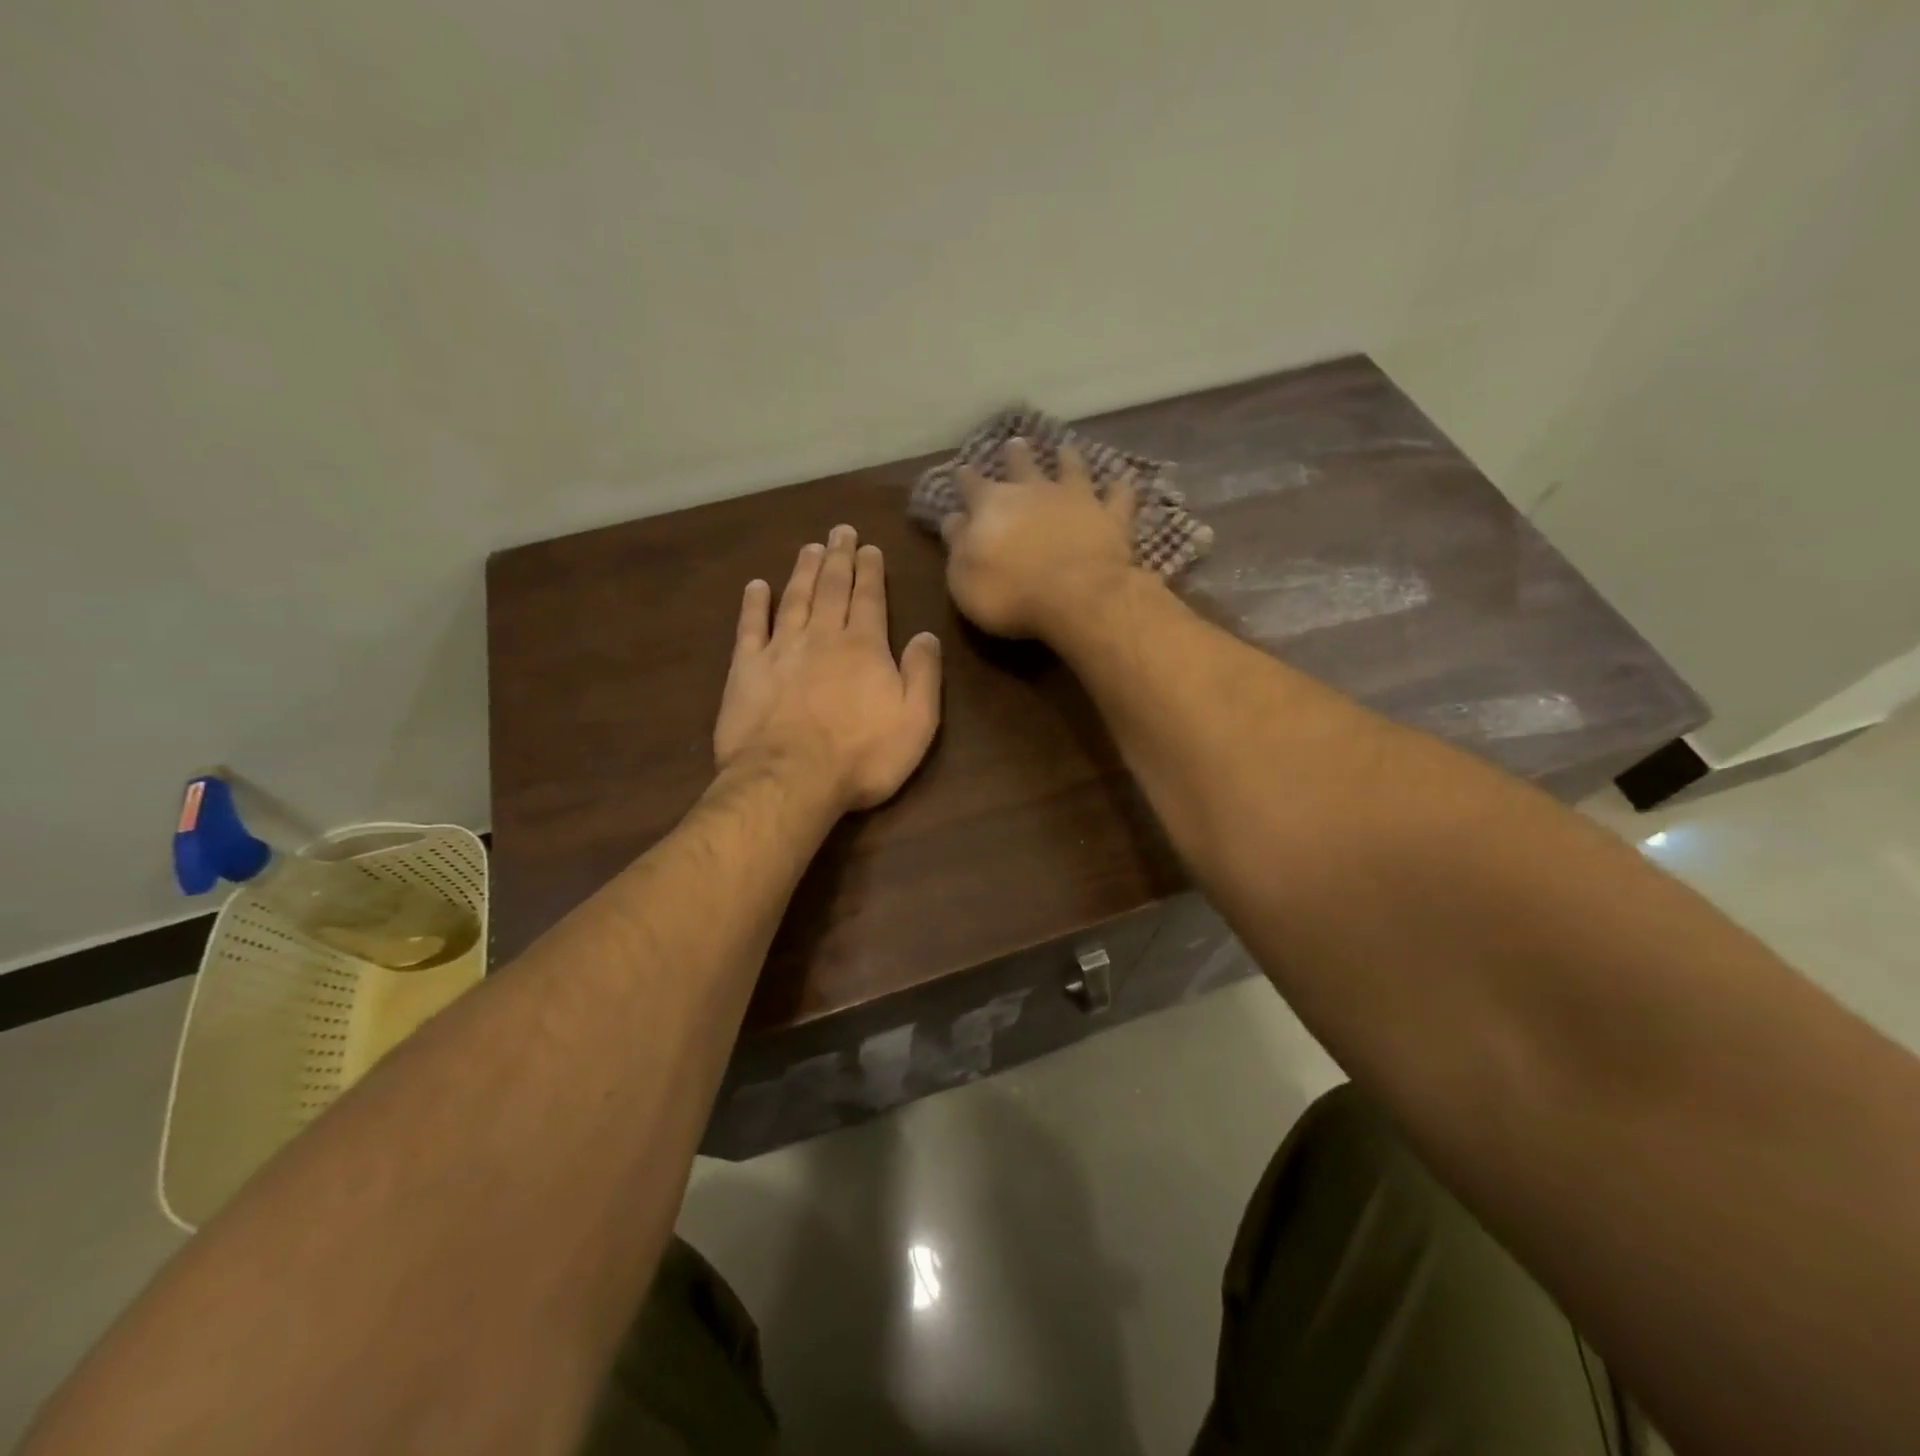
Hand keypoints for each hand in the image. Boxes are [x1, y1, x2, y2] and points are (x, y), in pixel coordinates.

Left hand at [714, 525, 942, 812]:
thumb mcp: (916, 721)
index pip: (869, 598)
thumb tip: (926, 635)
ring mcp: (781, 650)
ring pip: (794, 599)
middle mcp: (822, 637)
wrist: (790, 779)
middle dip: (838, 558)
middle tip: (840, 531)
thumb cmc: (861, 756)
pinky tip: (757, 586)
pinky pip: (750, 627)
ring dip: (803, 571)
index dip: (870, 571)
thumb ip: (923, 674)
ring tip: (810, 547)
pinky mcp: (747, 669)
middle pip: (831, 588)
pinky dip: (754, 604)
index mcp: (864, 647)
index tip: (869, 547)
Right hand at [939, 438, 1141, 639]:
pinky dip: (1119, 490)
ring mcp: (1076, 500)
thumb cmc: (1009, 594)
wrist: (1076, 596)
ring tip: (1066, 449)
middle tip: (1016, 443)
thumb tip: (953, 519)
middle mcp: (1033, 491)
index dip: (965, 479)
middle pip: (1022, 465)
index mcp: (992, 505)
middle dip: (1016, 455)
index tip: (961, 471)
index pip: (972, 485)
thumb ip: (958, 545)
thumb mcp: (964, 578)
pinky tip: (1120, 484)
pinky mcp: (1111, 517)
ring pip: (1071, 469)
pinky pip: (1118, 497)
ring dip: (1067, 459)